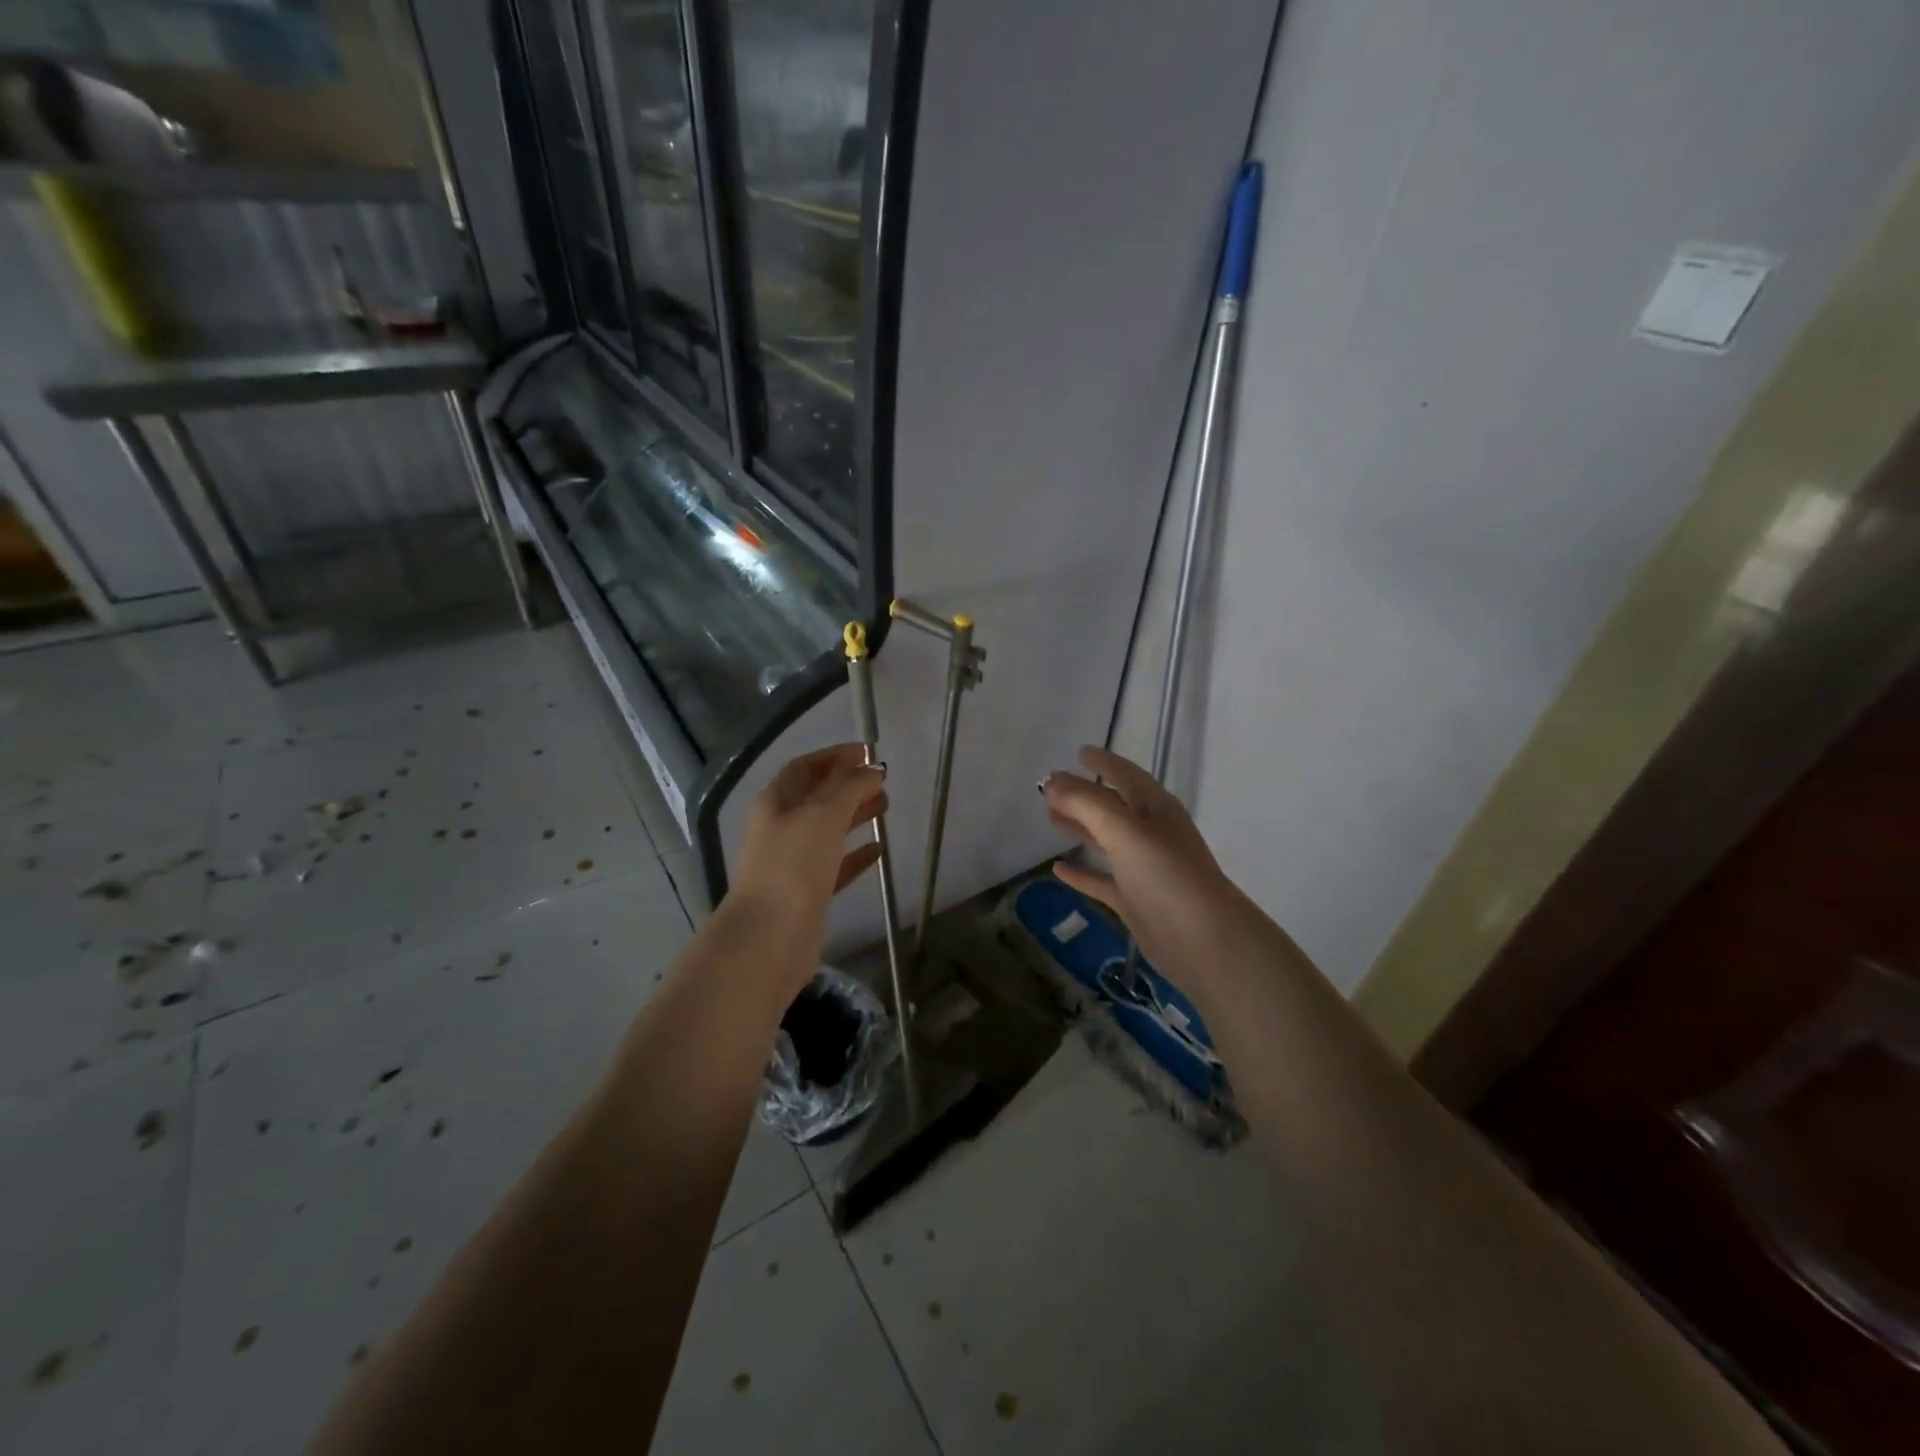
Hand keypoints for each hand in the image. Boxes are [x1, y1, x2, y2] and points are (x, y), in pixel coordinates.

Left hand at [729, 743, 886, 953]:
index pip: (805, 767)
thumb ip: (850, 787)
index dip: (835, 756)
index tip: (868, 752)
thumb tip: (872, 770)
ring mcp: (792, 862)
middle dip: (849, 785)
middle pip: (817, 797)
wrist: (771, 936)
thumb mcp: (824, 813)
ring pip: (828, 829)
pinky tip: (878, 850)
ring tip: (886, 807)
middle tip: (883, 782)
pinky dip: (856, 854)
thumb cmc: (794, 864)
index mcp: (776, 802)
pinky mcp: (807, 892)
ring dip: (855, 815)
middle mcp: (781, 828)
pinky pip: (835, 864)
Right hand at [1041, 746, 1240, 977]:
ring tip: (1050, 817)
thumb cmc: (1167, 876)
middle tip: (1050, 787)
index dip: (1103, 762)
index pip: (1125, 774)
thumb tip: (1051, 780)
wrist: (1204, 941)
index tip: (1079, 752)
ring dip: (1080, 827)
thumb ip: (1086, 803)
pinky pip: (1102, 880)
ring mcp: (1143, 868)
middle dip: (1083, 794)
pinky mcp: (1135, 900)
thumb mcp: (1124, 831)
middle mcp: (1151, 833)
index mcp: (1155, 809)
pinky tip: (1058, 869)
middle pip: (1112, 805)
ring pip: (1106, 840)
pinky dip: (1082, 873)